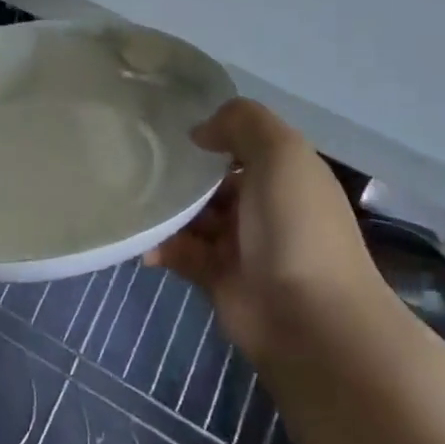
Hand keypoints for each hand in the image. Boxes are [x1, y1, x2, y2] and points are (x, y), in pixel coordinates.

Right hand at [146, 98, 384, 363]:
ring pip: (193, 215)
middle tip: (139, 161)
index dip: (213, 133)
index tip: (170, 127)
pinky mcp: (217, 277)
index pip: (243, 144)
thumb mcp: (281, 153)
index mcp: (285, 175)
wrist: (310, 321)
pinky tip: (145, 244)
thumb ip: (241, 122)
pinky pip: (180, 252)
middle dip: (181, 172)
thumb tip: (200, 132)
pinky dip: (161, 247)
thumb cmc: (297, 227)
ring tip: (134, 200)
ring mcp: (241, 244)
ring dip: (166, 210)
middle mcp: (264, 206)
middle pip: (213, 180)